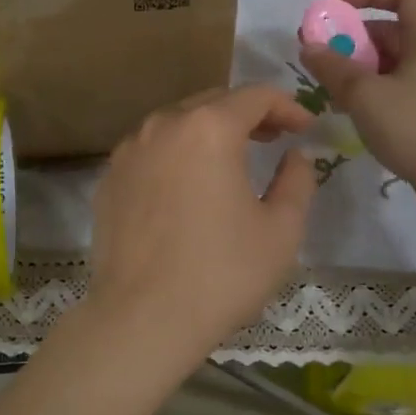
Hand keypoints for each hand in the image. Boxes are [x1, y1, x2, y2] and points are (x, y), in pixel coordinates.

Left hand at [81, 86, 317, 378]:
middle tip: (274, 137)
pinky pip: (150, 151)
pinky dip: (176, 155)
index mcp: (208, 128)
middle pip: (213, 102)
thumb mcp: (281, 230)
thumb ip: (297, 180)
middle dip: (248, 114)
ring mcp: (128, 151)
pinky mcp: (109, 179)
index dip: (287, 105)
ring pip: (177, 123)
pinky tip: (187, 186)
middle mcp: (163, 126)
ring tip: (232, 159)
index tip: (306, 126)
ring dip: (209, 131)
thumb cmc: (221, 273)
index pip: (255, 96)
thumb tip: (296, 155)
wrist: (141, 318)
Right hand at [298, 0, 415, 189]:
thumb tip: (309, 46)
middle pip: (394, 29)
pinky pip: (404, 86)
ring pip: (396, 61)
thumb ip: (333, 67)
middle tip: (318, 53)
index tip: (330, 3)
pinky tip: (354, 110)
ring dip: (361, 67)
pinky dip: (376, 88)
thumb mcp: (366, 96)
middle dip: (353, 37)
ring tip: (330, 87)